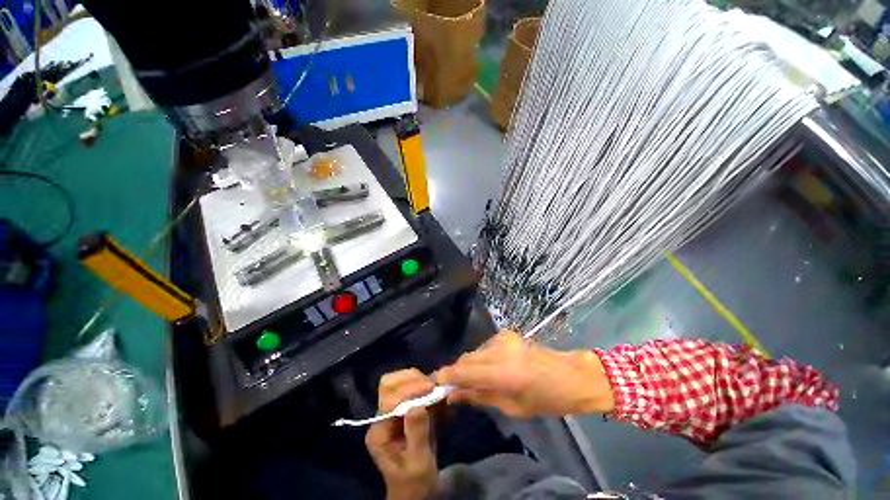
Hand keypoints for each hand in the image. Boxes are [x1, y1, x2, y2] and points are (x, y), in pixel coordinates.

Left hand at [365, 369, 437, 499]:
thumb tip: (418, 405)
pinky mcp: (407, 411)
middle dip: (412, 379)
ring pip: (402, 383)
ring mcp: (394, 412)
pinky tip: (442, 398)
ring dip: (421, 381)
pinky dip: (429, 390)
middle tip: (432, 385)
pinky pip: (415, 391)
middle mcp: (383, 417)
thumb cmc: (415, 483)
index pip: (389, 399)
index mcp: (380, 431)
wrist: (417, 493)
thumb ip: (417, 434)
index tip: (431, 388)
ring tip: (439, 389)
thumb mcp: (418, 463)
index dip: (409, 390)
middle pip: (390, 384)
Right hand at [437, 330, 614, 416]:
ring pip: (474, 352)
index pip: (464, 371)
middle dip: (456, 372)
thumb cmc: (546, 400)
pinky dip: (481, 359)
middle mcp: (499, 349)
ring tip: (471, 381)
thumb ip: (479, 397)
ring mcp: (503, 338)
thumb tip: (453, 395)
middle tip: (450, 387)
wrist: (571, 376)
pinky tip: (488, 369)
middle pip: (466, 358)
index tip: (434, 384)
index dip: (446, 376)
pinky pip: (484, 348)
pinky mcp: (506, 333)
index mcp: (503, 372)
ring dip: (469, 366)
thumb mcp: (512, 407)